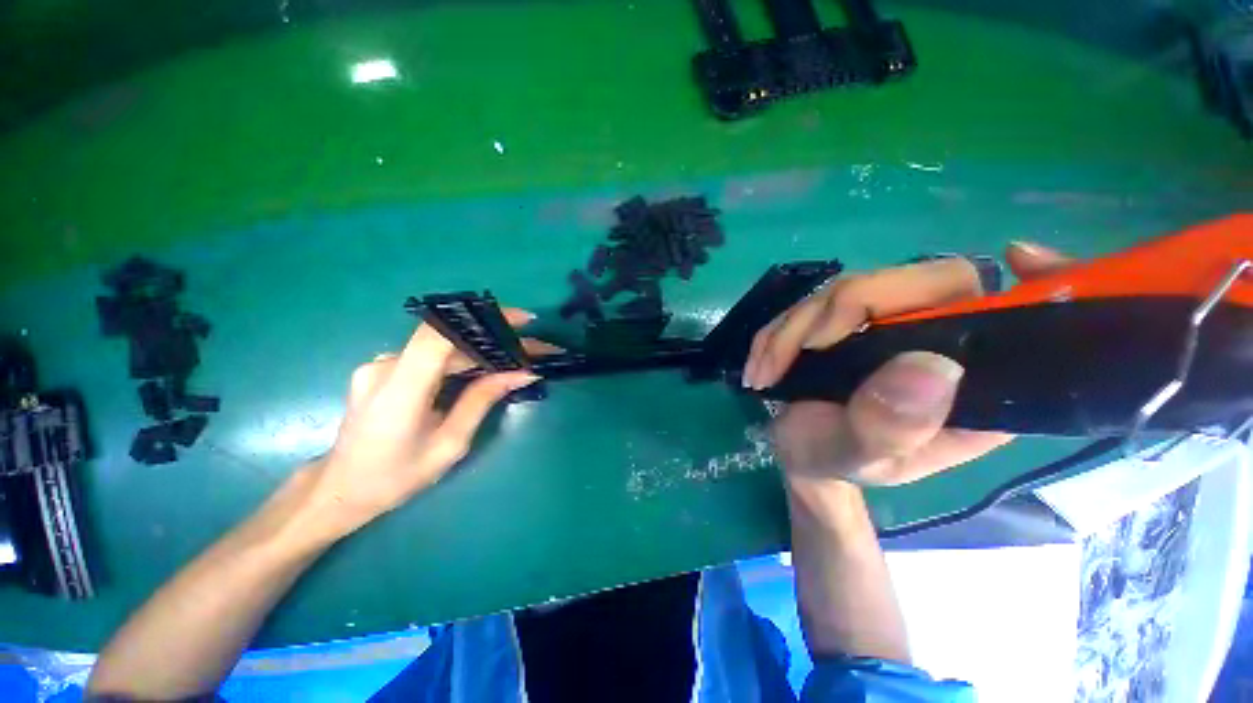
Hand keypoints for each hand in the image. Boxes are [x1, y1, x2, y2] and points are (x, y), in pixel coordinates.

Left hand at [295, 308, 551, 541]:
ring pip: (442, 346)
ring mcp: (380, 364)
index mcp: (400, 389)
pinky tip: (485, 367)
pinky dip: (462, 358)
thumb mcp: (450, 443)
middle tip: (533, 348)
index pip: (441, 334)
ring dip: (481, 349)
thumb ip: (482, 400)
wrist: (341, 490)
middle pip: (449, 338)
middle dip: (495, 339)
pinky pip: (431, 355)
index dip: (483, 320)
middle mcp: (385, 365)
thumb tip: (522, 372)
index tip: (523, 321)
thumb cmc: (397, 477)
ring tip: (517, 358)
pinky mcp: (383, 368)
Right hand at [747, 243, 1070, 485]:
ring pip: (846, 290)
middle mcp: (941, 342)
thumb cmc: (839, 463)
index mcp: (973, 382)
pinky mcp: (849, 321)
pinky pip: (812, 303)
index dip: (1036, 280)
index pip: (1012, 314)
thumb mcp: (862, 458)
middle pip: (906, 286)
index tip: (1022, 255)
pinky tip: (761, 362)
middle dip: (832, 315)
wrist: (802, 455)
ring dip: (790, 329)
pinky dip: (777, 331)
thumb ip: (891, 426)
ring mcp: (891, 326)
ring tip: (763, 372)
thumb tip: (930, 365)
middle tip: (786, 358)